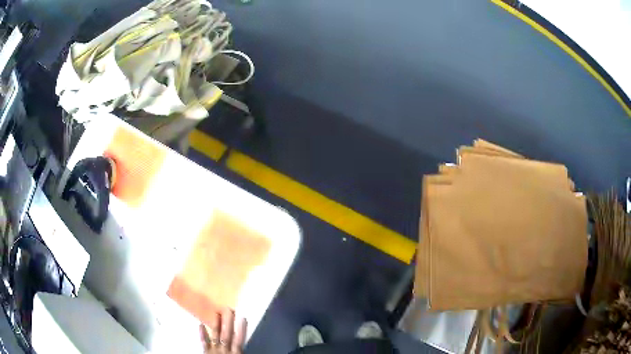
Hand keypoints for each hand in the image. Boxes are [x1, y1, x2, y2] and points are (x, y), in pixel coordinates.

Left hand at [200, 308, 246, 353]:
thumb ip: (240, 350)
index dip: (242, 330)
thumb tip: (246, 344)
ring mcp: (214, 350)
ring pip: (215, 337)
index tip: (243, 318)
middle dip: (228, 323)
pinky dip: (202, 334)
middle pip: (227, 335)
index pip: (239, 340)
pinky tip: (200, 325)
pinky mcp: (206, 351)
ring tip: (216, 313)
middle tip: (229, 309)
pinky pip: (204, 342)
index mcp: (235, 353)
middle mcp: (225, 350)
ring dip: (216, 325)